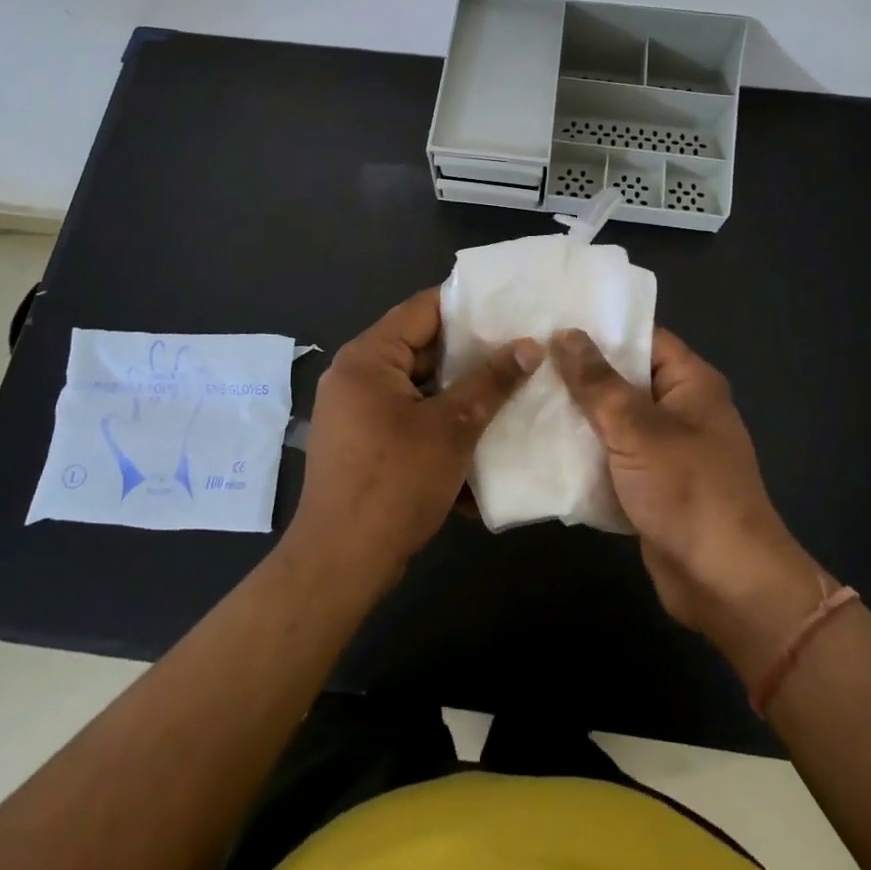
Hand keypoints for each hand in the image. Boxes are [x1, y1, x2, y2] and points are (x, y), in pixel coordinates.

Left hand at [290, 289, 539, 588]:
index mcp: (368, 357)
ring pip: (417, 384)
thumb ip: (491, 382)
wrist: (340, 564)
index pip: (422, 309)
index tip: (509, 307)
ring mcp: (355, 410)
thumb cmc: (394, 483)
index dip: (467, 305)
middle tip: (519, 348)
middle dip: (469, 352)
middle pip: (420, 347)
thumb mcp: (452, 428)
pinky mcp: (362, 441)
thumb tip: (530, 347)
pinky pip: (407, 414)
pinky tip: (478, 431)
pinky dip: (439, 418)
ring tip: (509, 385)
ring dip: (458, 389)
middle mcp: (355, 375)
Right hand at [551, 328, 830, 680]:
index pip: (642, 338)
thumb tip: (566, 333)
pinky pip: (613, 455)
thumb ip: (598, 383)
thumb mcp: (637, 430)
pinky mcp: (652, 484)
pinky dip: (585, 451)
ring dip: (577, 414)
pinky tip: (541, 442)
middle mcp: (681, 408)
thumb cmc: (688, 491)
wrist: (725, 583)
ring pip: (615, 419)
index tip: (550, 319)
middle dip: (579, 372)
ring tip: (522, 393)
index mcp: (691, 383)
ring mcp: (667, 449)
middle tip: (527, 356)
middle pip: (624, 377)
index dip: (599, 329)